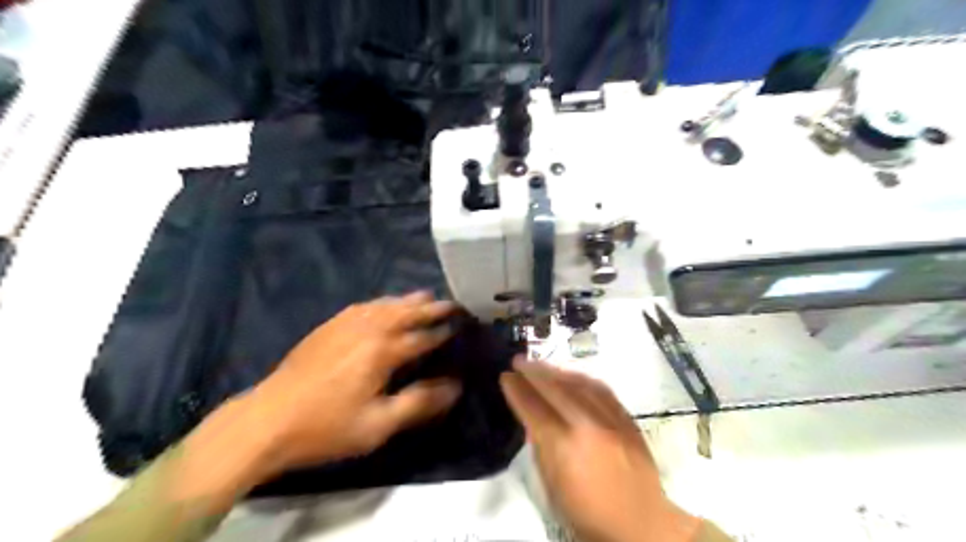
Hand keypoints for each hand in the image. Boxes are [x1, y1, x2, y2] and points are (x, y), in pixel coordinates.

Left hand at [247, 294, 462, 475]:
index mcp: (383, 351)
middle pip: (406, 311)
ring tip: (426, 297)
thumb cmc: (327, 427)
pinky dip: (382, 302)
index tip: (461, 325)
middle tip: (451, 303)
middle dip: (431, 307)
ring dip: (409, 300)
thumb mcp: (378, 425)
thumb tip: (455, 386)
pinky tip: (385, 304)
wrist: (268, 420)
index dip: (443, 331)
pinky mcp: (329, 326)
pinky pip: (364, 305)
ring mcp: (346, 324)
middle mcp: (368, 329)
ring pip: (386, 304)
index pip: (422, 336)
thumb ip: (419, 403)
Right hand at [497, 359, 701, 541]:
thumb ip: (540, 448)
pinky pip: (601, 388)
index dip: (517, 390)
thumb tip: (532, 419)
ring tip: (541, 365)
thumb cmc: (588, 513)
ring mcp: (609, 419)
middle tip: (518, 360)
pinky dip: (582, 378)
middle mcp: (586, 425)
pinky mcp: (626, 418)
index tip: (506, 376)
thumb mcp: (551, 486)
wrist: (640, 523)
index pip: (533, 408)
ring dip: (556, 371)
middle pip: (554, 388)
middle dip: (533, 371)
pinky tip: (572, 375)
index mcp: (562, 446)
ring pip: (578, 383)